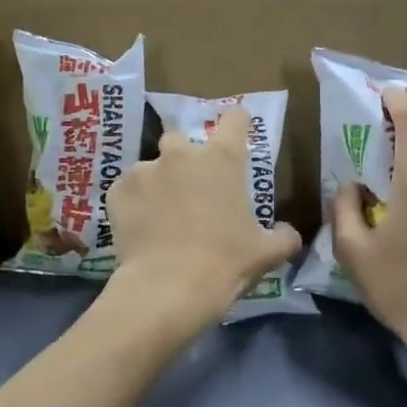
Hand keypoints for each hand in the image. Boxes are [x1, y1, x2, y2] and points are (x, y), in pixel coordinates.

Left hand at [105, 105, 302, 324]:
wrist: (168, 287)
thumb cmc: (225, 263)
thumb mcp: (266, 253)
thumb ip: (283, 236)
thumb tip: (288, 233)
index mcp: (222, 159)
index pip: (235, 119)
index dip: (238, 122)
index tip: (239, 128)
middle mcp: (181, 154)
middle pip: (182, 140)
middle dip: (186, 158)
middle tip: (192, 188)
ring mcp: (144, 170)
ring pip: (151, 167)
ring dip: (158, 183)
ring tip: (161, 215)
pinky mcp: (117, 191)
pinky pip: (128, 190)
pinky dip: (135, 203)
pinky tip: (141, 227)